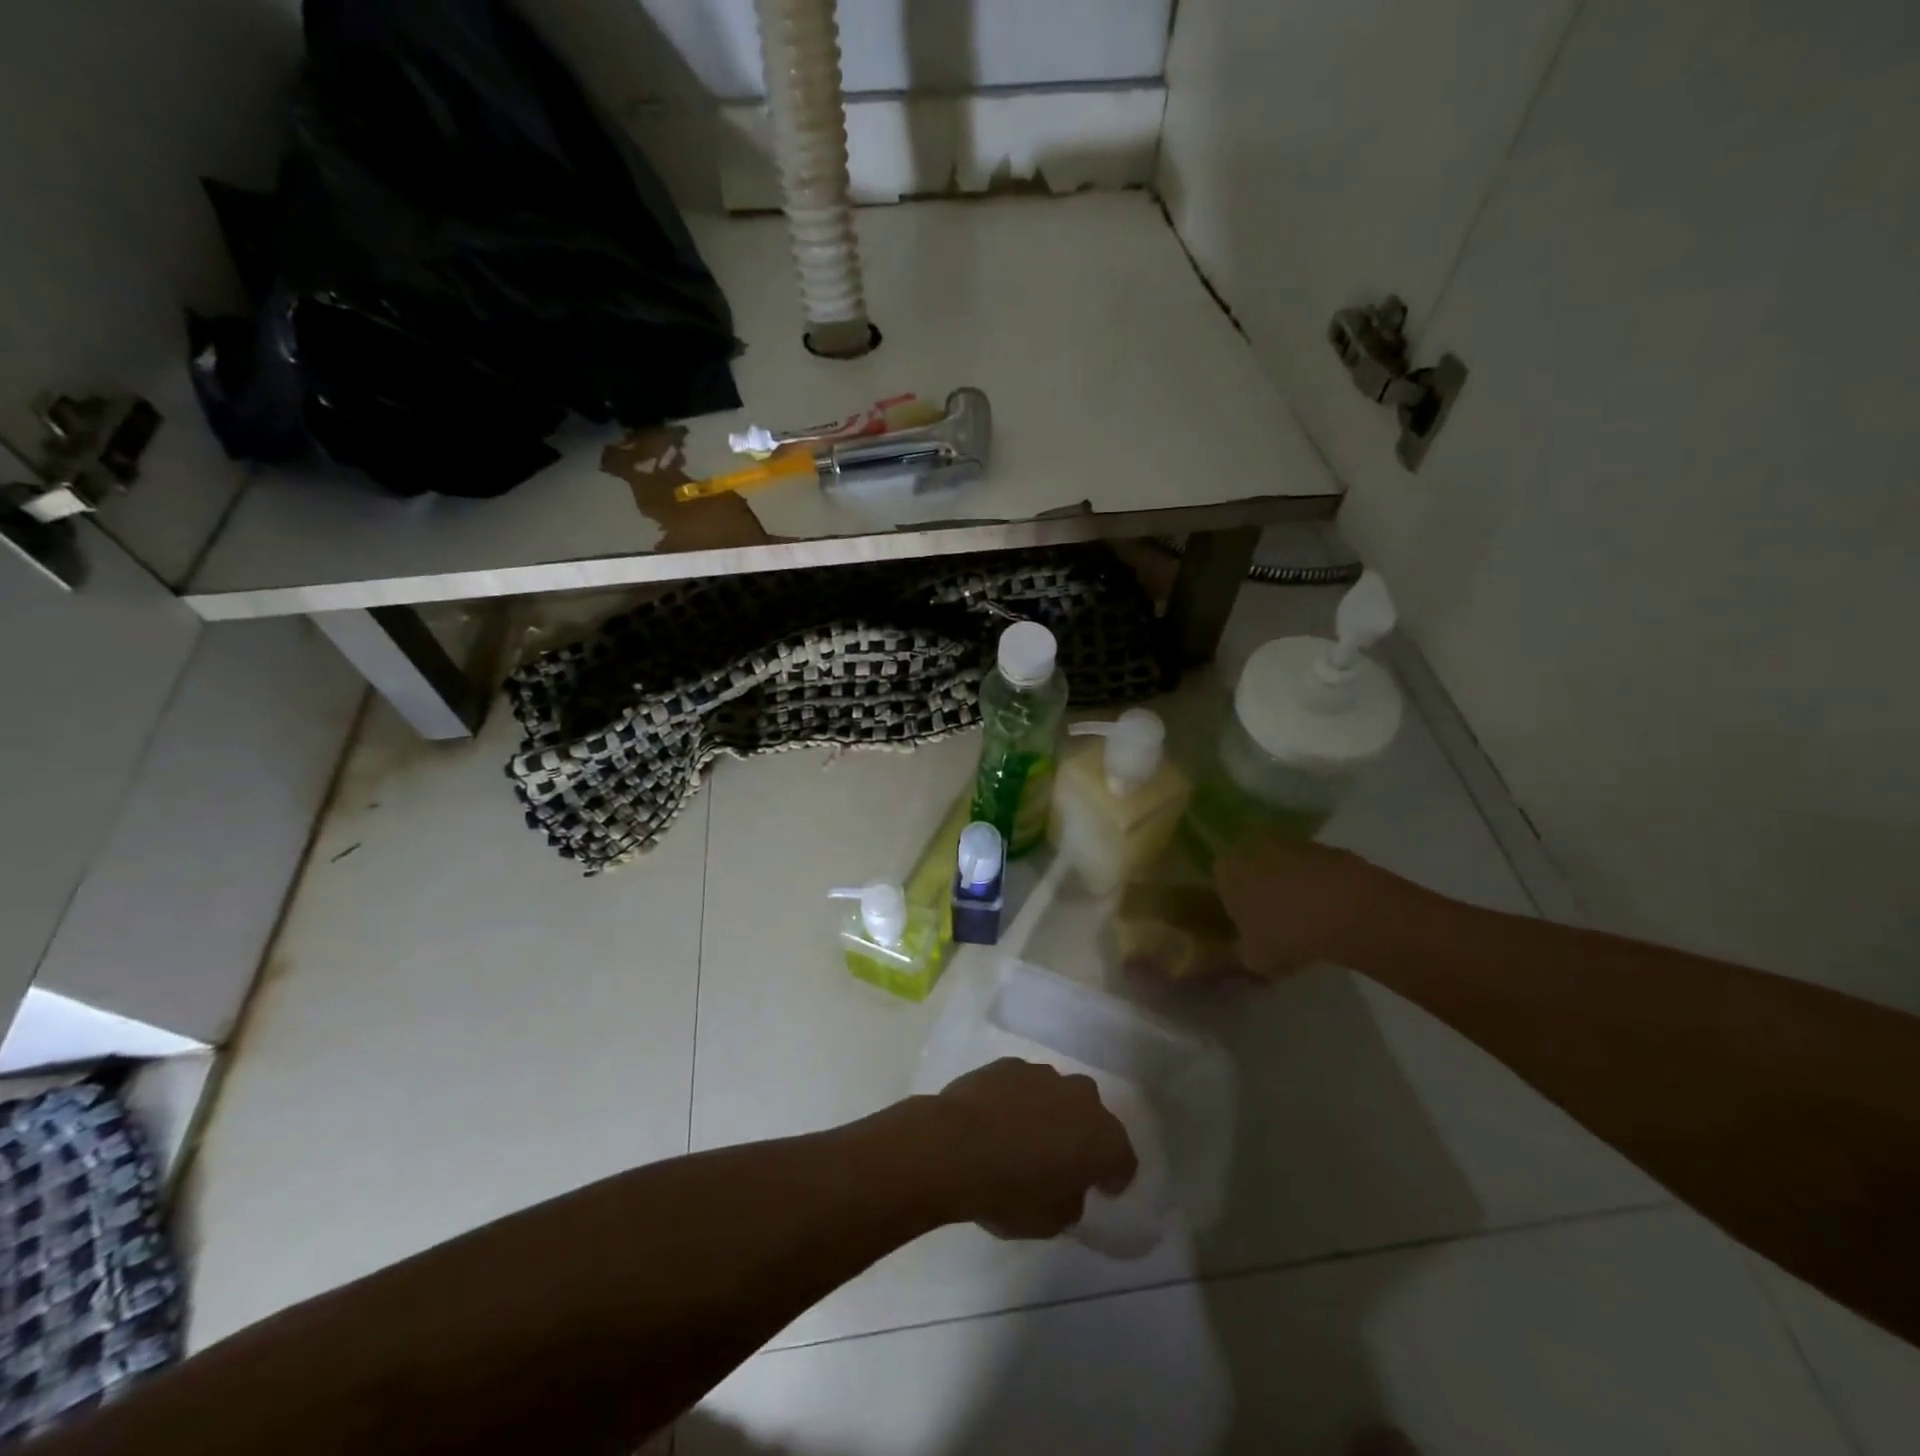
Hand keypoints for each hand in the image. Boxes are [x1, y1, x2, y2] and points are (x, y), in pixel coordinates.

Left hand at [923, 1059, 1136, 1238]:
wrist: (954, 1147)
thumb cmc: (1010, 1192)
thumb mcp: (1052, 1221)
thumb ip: (1071, 1199)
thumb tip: (1067, 1184)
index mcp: (1102, 1138)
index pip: (1123, 1158)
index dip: (1114, 1176)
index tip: (1101, 1189)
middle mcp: (1080, 1097)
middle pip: (1092, 1116)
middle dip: (1083, 1135)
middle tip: (1063, 1160)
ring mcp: (1042, 1074)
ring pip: (1057, 1094)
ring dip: (1050, 1112)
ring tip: (1024, 1137)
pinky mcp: (1008, 1063)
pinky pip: (1023, 1084)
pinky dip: (1018, 1099)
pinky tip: (997, 1118)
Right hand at [1214, 837, 1407, 977]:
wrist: (1348, 910)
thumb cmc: (1286, 933)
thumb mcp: (1256, 959)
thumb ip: (1246, 953)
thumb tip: (1248, 951)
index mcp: (1226, 870)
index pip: (1222, 885)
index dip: (1236, 908)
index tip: (1251, 929)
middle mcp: (1253, 848)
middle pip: (1254, 871)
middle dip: (1265, 893)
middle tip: (1280, 924)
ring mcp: (1294, 844)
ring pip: (1287, 868)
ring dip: (1295, 888)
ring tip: (1312, 923)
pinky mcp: (1329, 848)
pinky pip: (1318, 871)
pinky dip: (1323, 888)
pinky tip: (1336, 914)